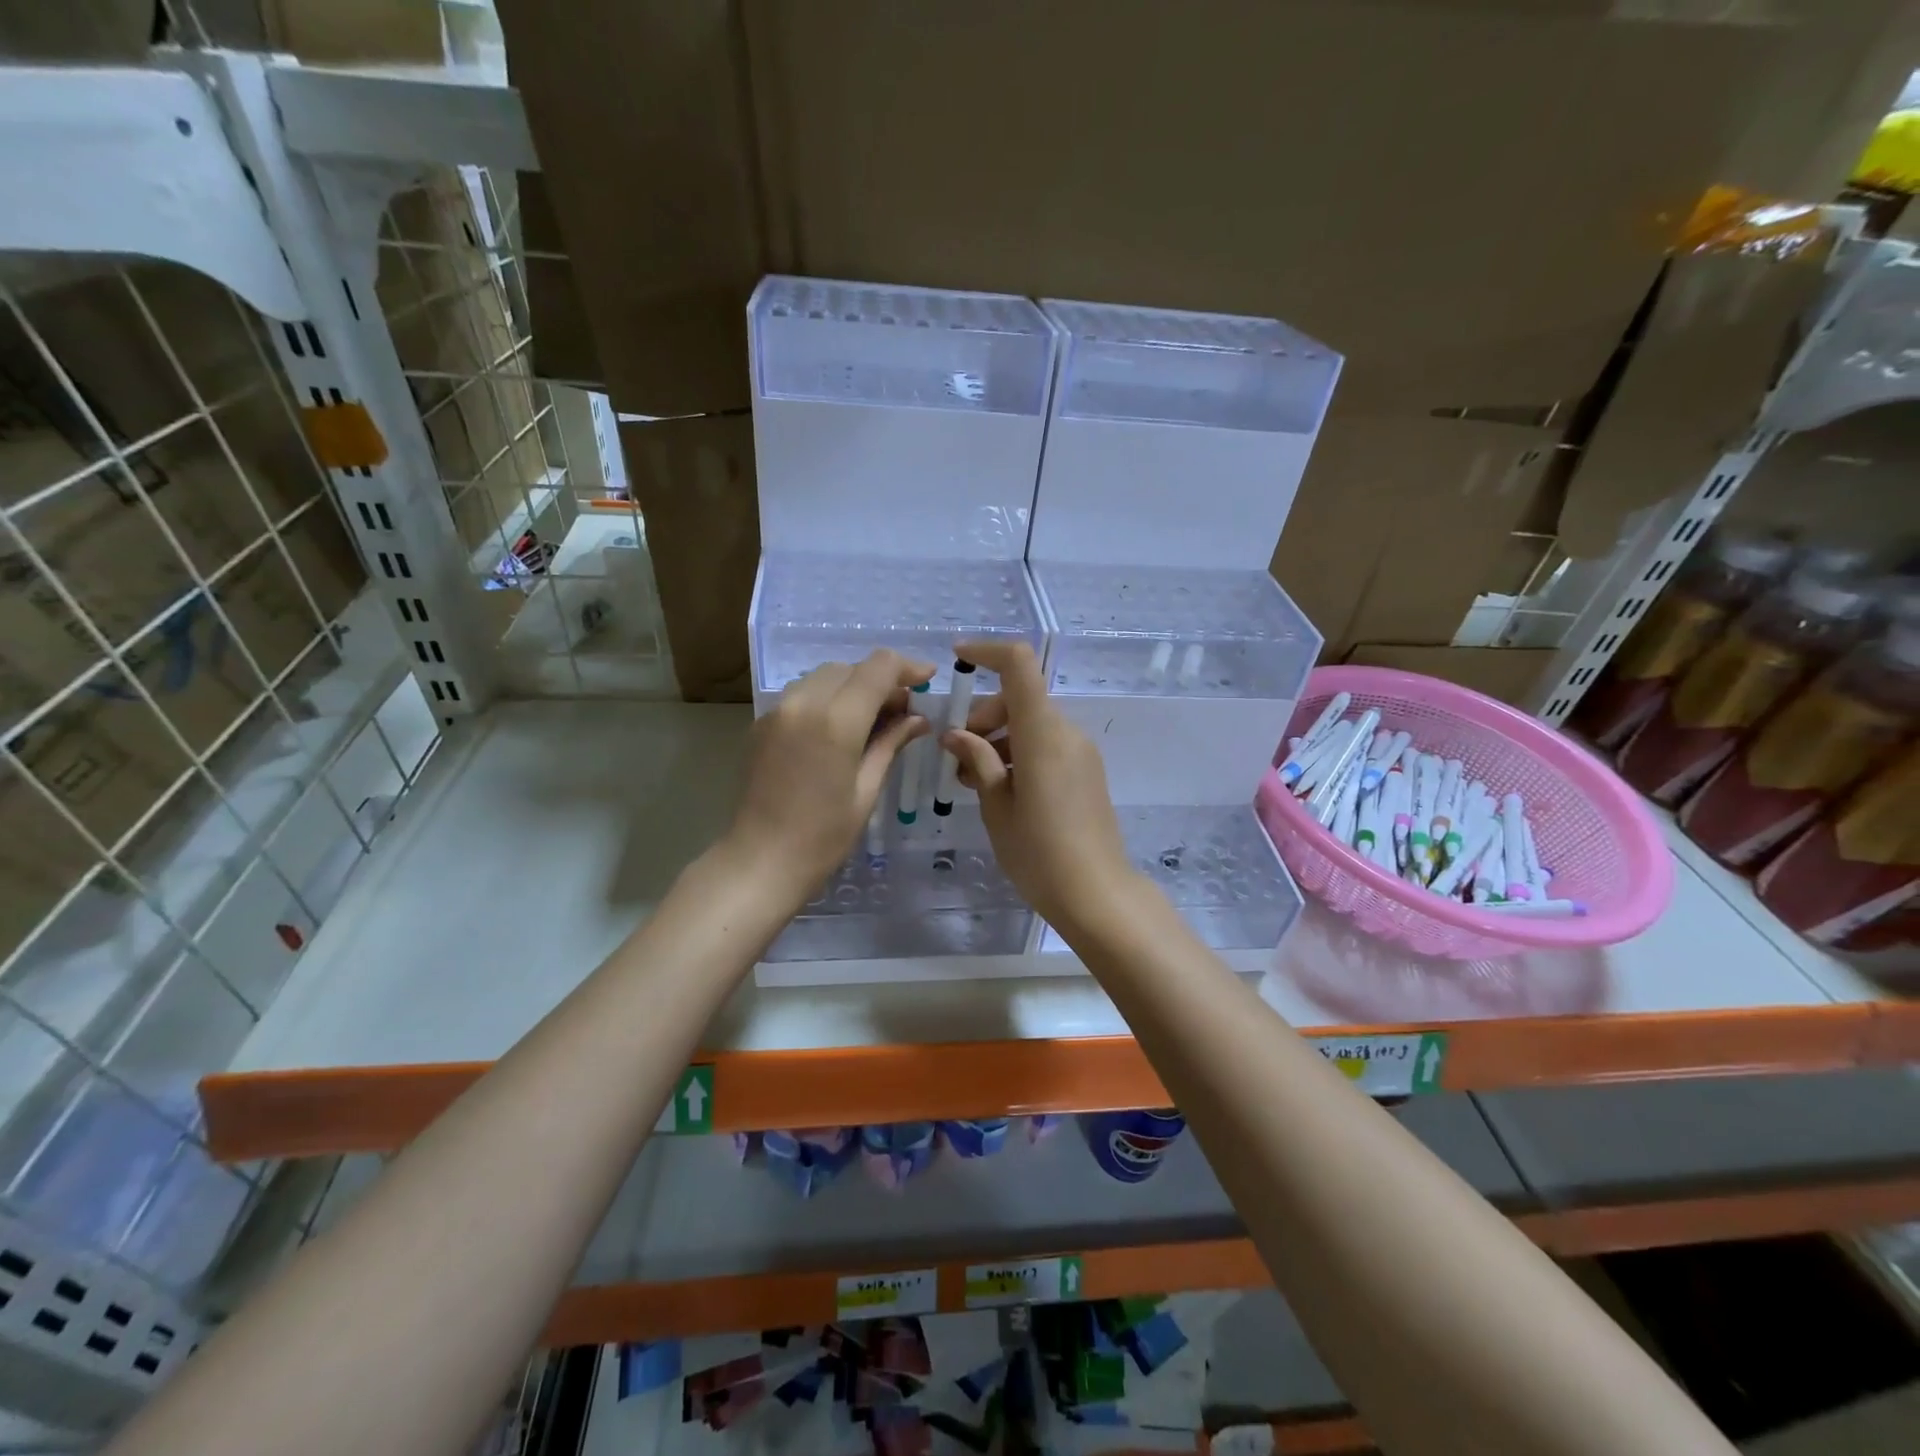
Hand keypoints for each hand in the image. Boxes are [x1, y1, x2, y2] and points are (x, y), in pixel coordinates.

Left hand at [725, 650, 932, 903]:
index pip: (879, 667)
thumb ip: (891, 743)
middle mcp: (804, 703)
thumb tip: (918, 719)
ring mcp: (777, 711)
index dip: (908, 667)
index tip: (928, 679)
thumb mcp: (867, 789)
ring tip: (873, 720)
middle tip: (903, 710)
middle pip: (851, 667)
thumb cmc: (823, 837)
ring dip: (853, 686)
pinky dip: (828, 699)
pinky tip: (839, 730)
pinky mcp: (761, 723)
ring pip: (824, 676)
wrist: (759, 861)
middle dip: (881, 679)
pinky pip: (802, 695)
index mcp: (837, 720)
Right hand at [942, 640, 1138, 933]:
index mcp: (1043, 734)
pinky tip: (1000, 790)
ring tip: (973, 782)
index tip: (958, 661)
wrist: (1097, 894)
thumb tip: (956, 735)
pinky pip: (1046, 744)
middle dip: (982, 718)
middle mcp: (1066, 732)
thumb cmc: (1039, 853)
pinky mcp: (1086, 771)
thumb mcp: (997, 807)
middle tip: (957, 759)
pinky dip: (1018, 753)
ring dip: (998, 739)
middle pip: (1019, 699)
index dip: (988, 652)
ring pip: (1031, 724)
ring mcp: (1080, 751)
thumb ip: (978, 761)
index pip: (1020, 666)